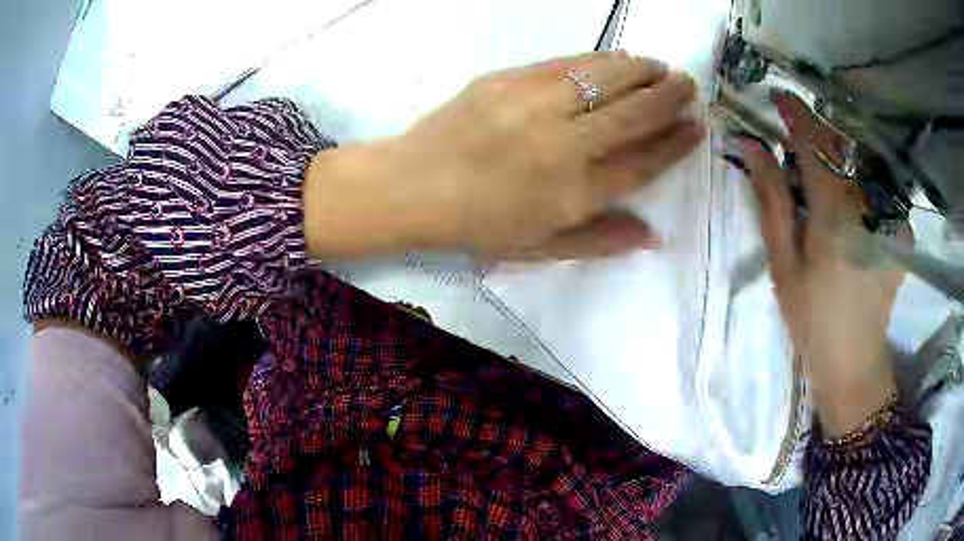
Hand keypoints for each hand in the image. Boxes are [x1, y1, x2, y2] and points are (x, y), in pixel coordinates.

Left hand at [303, 51, 703, 259]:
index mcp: (575, 193)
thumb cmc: (478, 225)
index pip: (643, 162)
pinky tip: (616, 58)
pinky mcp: (508, 80)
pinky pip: (566, 64)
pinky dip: (598, 60)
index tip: (696, 128)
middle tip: (689, 84)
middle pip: (634, 114)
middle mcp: (564, 144)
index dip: (675, 144)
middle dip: (669, 97)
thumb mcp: (540, 249)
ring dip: (640, 70)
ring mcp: (534, 105)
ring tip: (661, 66)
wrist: (413, 186)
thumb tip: (653, 235)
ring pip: (605, 79)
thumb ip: (599, 241)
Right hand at [740, 93, 905, 435]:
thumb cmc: (811, 316)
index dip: (796, 114)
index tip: (778, 96)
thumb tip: (751, 146)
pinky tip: (849, 205)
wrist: (853, 358)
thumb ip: (771, 198)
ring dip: (837, 158)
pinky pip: (877, 187)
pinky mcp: (900, 228)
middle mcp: (867, 203)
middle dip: (816, 135)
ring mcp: (889, 215)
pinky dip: (858, 182)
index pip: (815, 142)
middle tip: (795, 142)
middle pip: (840, 147)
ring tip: (821, 177)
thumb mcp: (783, 260)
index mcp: (835, 211)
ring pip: (859, 164)